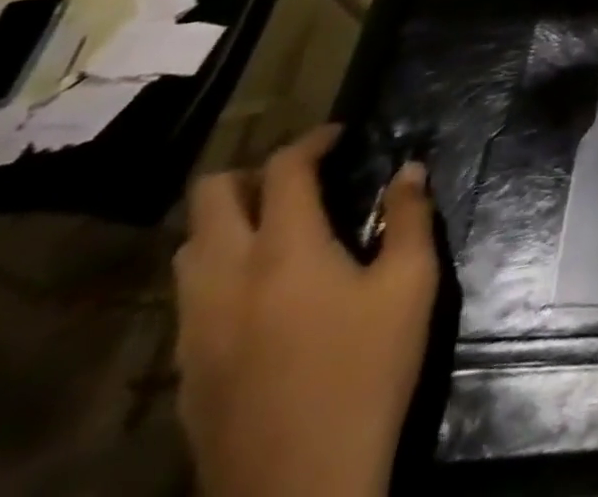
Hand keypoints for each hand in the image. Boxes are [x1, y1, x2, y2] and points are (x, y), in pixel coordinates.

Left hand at [174, 124, 439, 496]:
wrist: (301, 486)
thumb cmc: (367, 369)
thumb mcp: (412, 284)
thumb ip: (410, 217)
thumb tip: (409, 170)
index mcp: (285, 251)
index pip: (282, 170)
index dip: (310, 140)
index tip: (340, 134)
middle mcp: (227, 278)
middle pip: (209, 198)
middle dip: (253, 172)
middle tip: (300, 176)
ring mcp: (195, 329)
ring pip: (190, 248)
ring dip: (229, 220)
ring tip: (278, 225)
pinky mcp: (185, 371)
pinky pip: (189, 296)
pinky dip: (220, 268)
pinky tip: (262, 290)